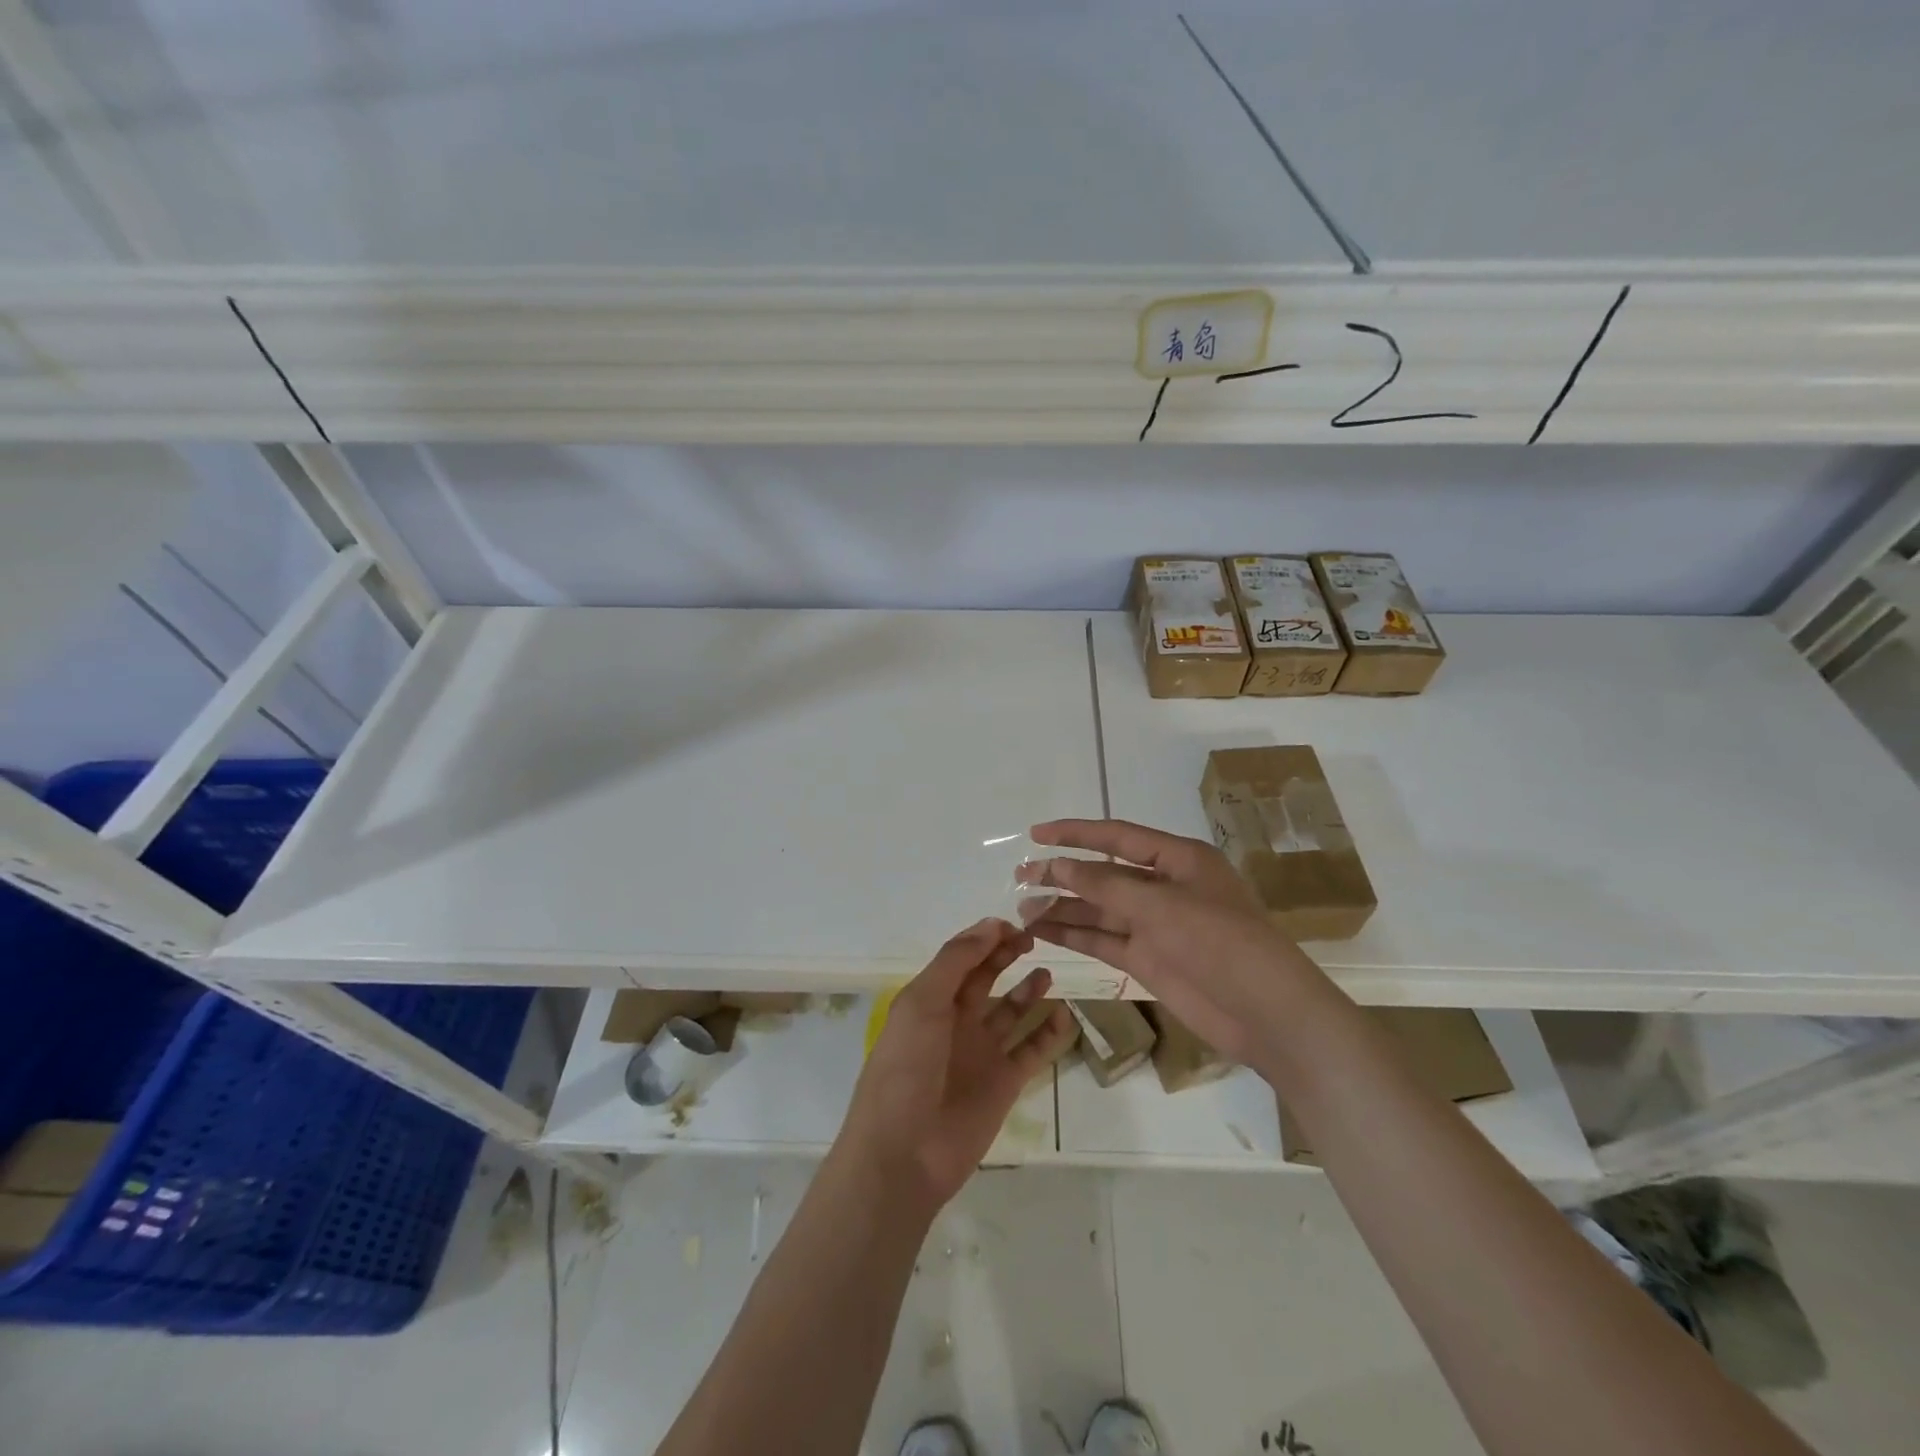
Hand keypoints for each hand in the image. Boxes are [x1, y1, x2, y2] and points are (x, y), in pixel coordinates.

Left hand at [836, 918, 1073, 1212]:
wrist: (905, 1151)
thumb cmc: (906, 1068)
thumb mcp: (922, 1003)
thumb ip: (956, 962)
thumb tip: (990, 925)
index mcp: (930, 1000)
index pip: (961, 959)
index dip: (984, 939)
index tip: (1013, 925)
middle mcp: (956, 1021)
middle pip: (985, 979)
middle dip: (1005, 956)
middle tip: (1032, 939)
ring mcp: (981, 1052)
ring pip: (1011, 1012)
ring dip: (1028, 991)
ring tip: (1047, 973)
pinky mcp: (1004, 1083)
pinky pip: (1032, 1050)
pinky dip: (1049, 1033)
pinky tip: (1064, 1014)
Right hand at [1026, 819, 1333, 1067]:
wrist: (1264, 1012)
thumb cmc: (1219, 941)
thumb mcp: (1161, 905)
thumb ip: (1106, 885)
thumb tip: (1059, 866)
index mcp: (1177, 859)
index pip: (1117, 836)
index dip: (1075, 833)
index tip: (1035, 835)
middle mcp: (1164, 887)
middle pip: (1103, 874)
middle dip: (1062, 873)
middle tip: (1019, 877)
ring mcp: (1155, 925)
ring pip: (1099, 909)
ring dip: (1062, 907)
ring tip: (1020, 909)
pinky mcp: (1149, 959)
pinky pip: (1104, 940)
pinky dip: (1075, 935)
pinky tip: (1044, 932)